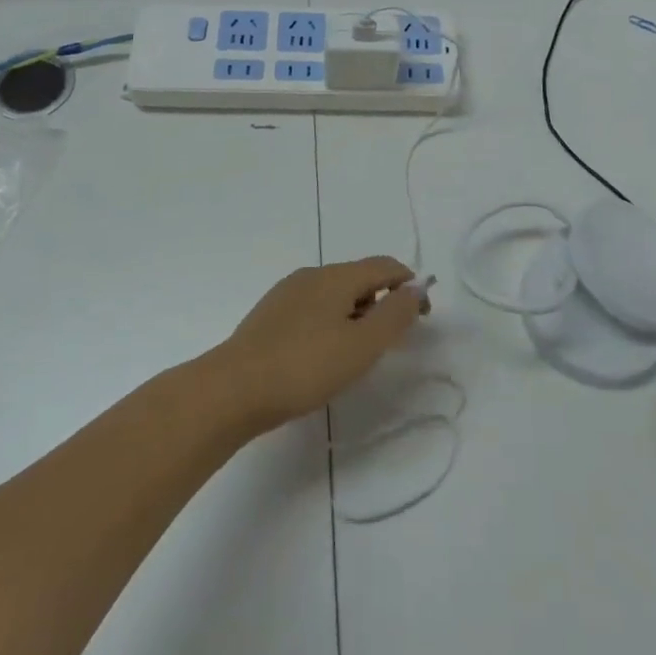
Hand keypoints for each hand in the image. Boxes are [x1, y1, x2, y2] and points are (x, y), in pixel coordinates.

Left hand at [216, 257, 429, 432]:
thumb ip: (395, 315)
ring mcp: (287, 293)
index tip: (423, 317)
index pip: (385, 265)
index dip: (410, 285)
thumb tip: (415, 289)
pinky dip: (332, 322)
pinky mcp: (270, 315)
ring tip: (357, 353)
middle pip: (360, 278)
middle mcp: (312, 275)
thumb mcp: (362, 345)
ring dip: (356, 314)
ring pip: (335, 294)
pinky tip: (323, 355)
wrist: (232, 389)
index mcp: (337, 276)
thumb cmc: (305, 366)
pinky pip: (314, 308)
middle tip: (389, 342)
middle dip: (382, 302)